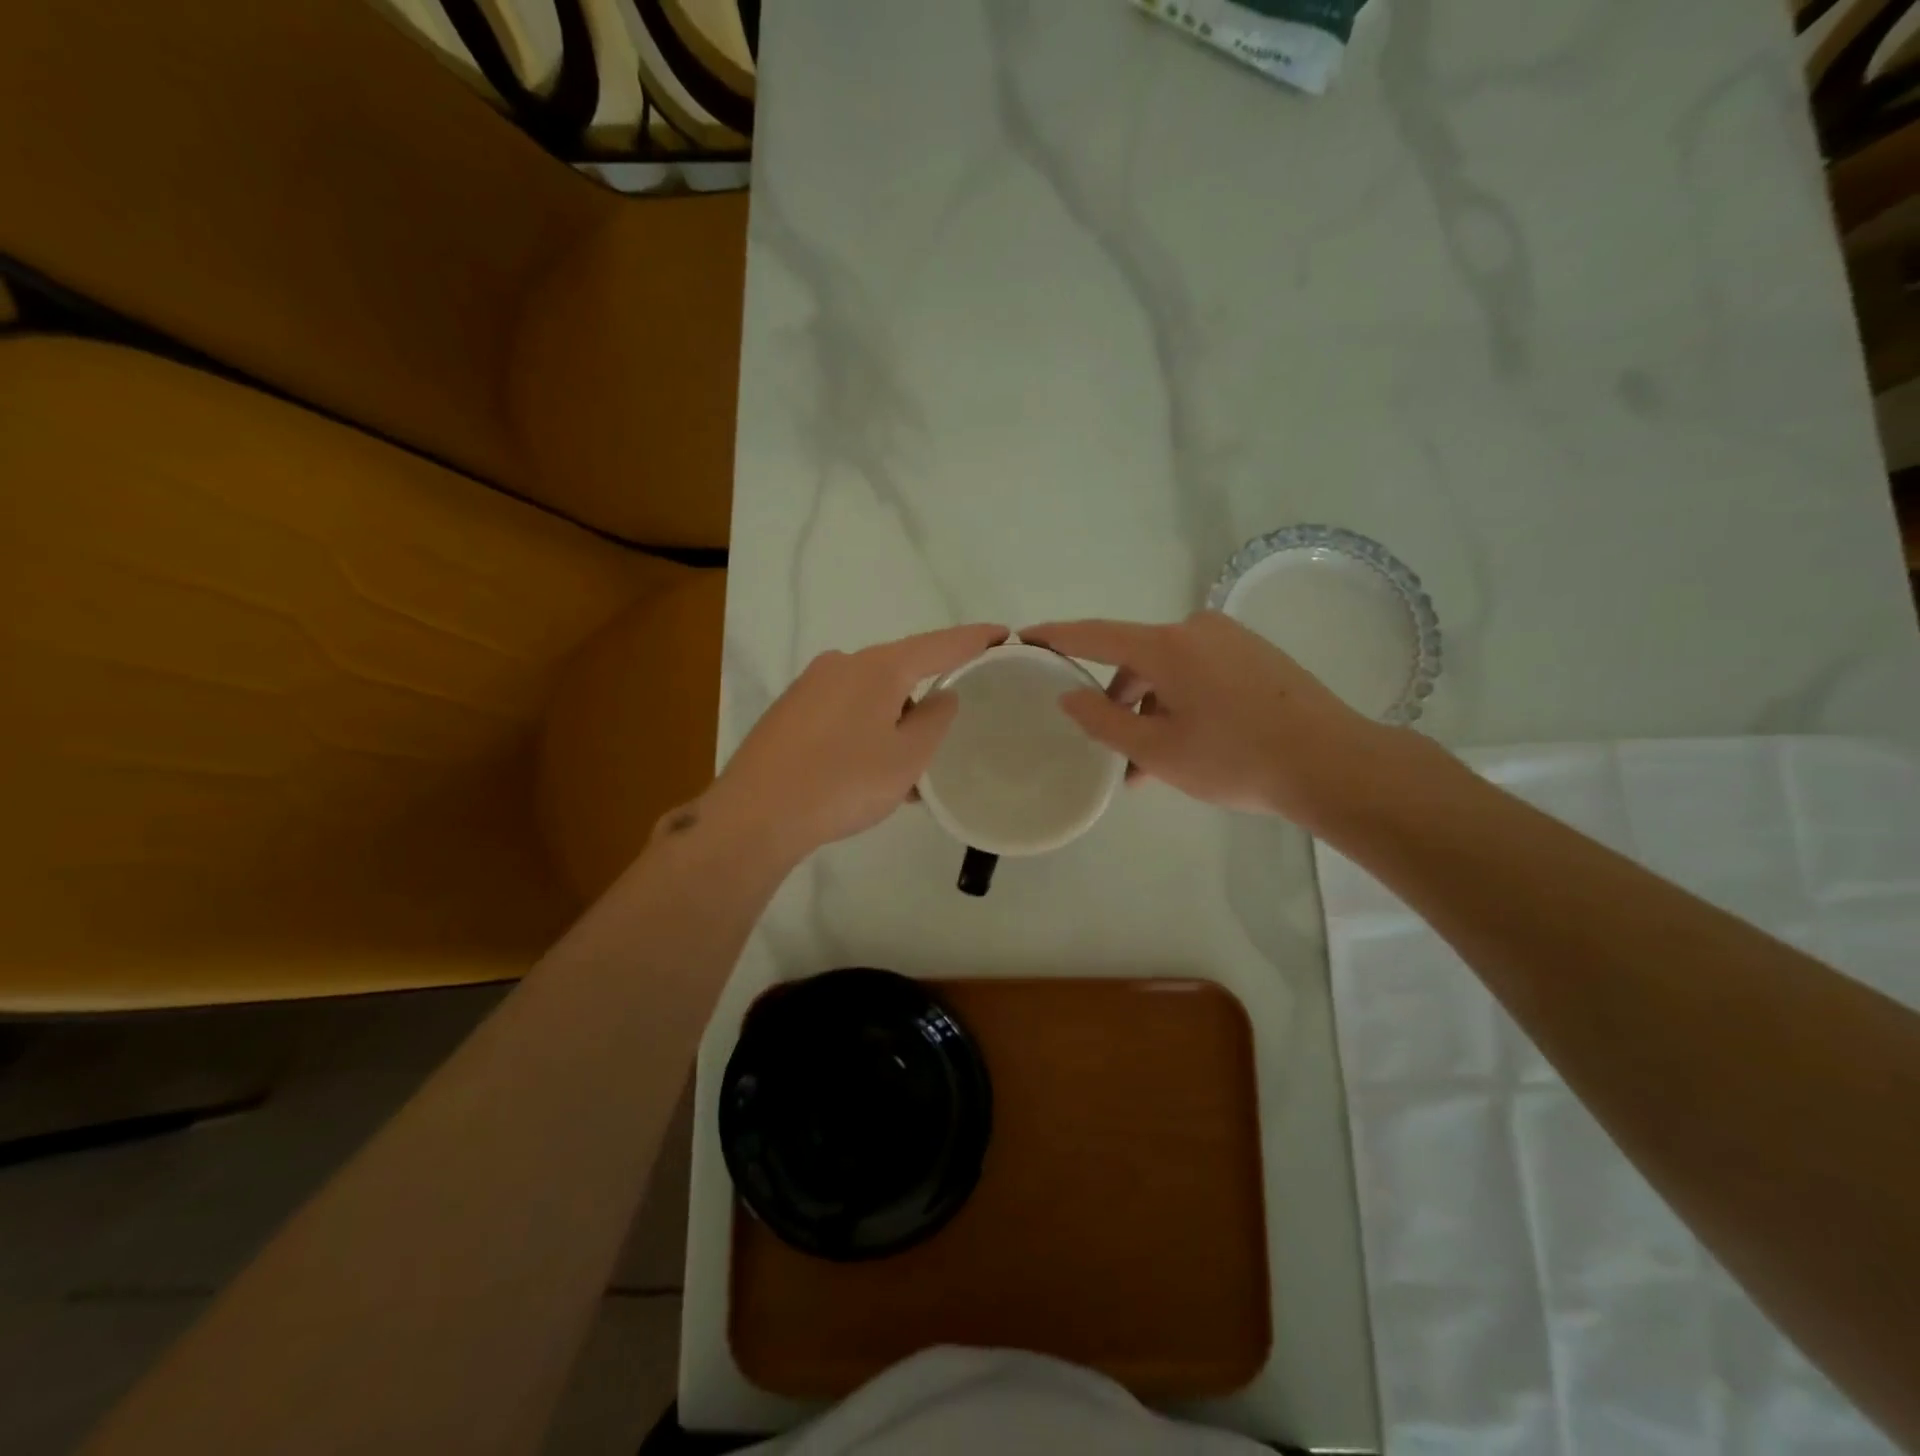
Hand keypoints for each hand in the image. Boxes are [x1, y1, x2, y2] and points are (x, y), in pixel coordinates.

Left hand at [702, 624, 1008, 861]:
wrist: (754, 815)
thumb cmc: (842, 783)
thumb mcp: (907, 758)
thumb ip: (936, 720)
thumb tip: (942, 696)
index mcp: (877, 667)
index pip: (939, 644)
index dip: (975, 639)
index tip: (1004, 634)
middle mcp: (842, 663)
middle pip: (901, 670)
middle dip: (926, 698)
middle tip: (946, 735)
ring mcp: (810, 685)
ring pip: (870, 696)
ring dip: (894, 724)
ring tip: (904, 772)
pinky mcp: (789, 711)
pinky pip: (843, 712)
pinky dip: (865, 732)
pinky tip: (867, 770)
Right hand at [1023, 611, 1407, 831]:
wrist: (1333, 764)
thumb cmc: (1235, 759)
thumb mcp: (1157, 750)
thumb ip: (1103, 720)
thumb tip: (1069, 695)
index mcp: (1167, 645)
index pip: (1095, 635)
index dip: (1056, 637)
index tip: (1024, 636)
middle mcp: (1196, 630)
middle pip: (1135, 659)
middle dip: (1118, 703)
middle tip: (1112, 752)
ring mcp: (1230, 640)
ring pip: (1168, 673)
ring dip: (1151, 712)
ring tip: (1149, 768)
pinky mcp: (1254, 656)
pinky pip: (1198, 675)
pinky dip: (1180, 705)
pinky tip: (1187, 747)